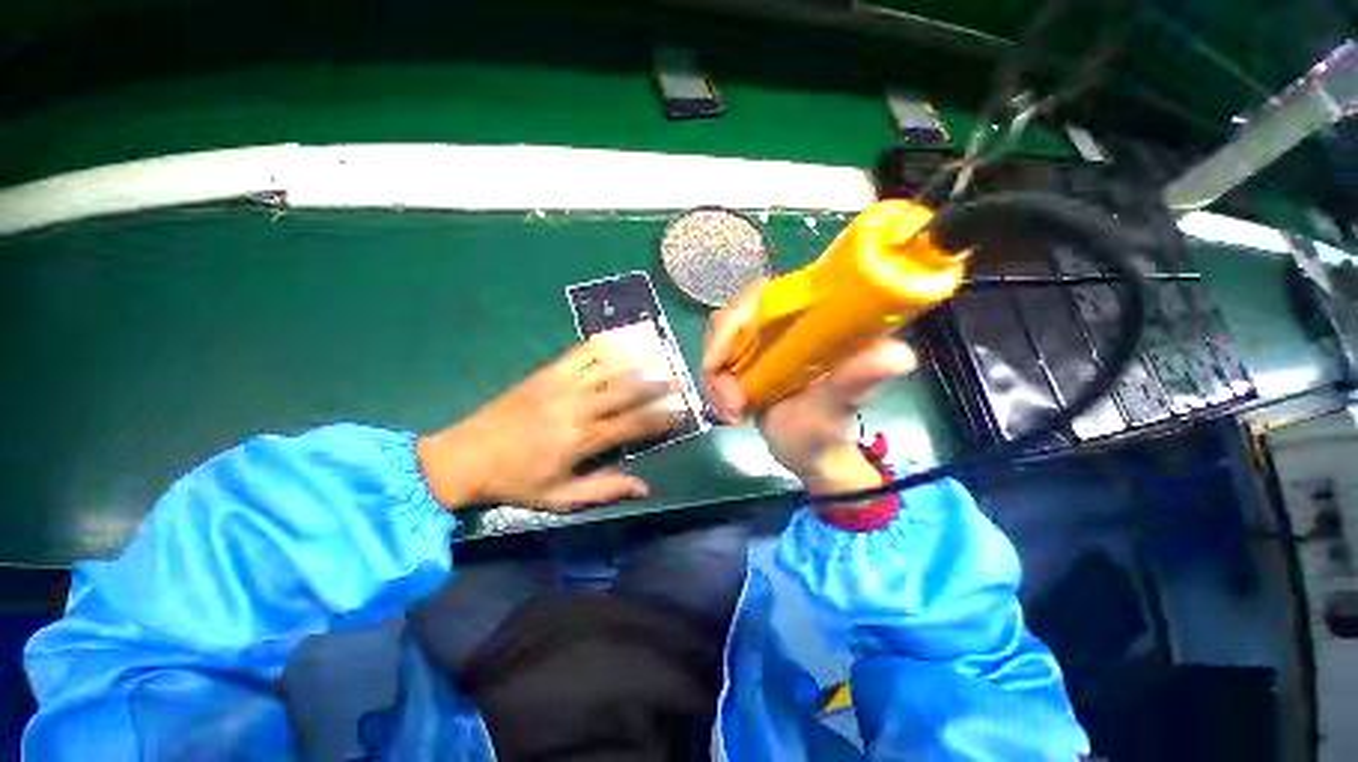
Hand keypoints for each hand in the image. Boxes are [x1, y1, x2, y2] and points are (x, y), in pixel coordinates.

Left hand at [417, 341, 676, 511]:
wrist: (467, 455)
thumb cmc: (516, 480)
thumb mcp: (561, 496)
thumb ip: (604, 489)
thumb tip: (644, 488)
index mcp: (583, 439)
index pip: (634, 424)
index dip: (661, 418)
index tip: (680, 413)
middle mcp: (578, 407)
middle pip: (627, 389)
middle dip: (657, 384)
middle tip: (678, 379)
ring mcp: (563, 385)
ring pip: (609, 367)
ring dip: (636, 362)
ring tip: (657, 358)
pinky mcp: (547, 372)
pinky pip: (581, 353)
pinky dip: (603, 345)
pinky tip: (619, 341)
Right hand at [702, 282, 916, 493]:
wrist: (806, 454)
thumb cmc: (826, 432)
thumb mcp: (837, 407)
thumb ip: (855, 382)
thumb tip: (899, 355)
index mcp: (810, 320)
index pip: (763, 296)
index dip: (735, 320)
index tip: (720, 364)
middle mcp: (782, 324)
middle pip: (731, 320)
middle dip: (719, 362)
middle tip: (730, 404)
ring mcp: (761, 342)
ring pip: (719, 343)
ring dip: (716, 381)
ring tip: (732, 414)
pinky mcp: (747, 360)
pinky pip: (716, 362)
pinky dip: (714, 387)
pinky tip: (729, 412)